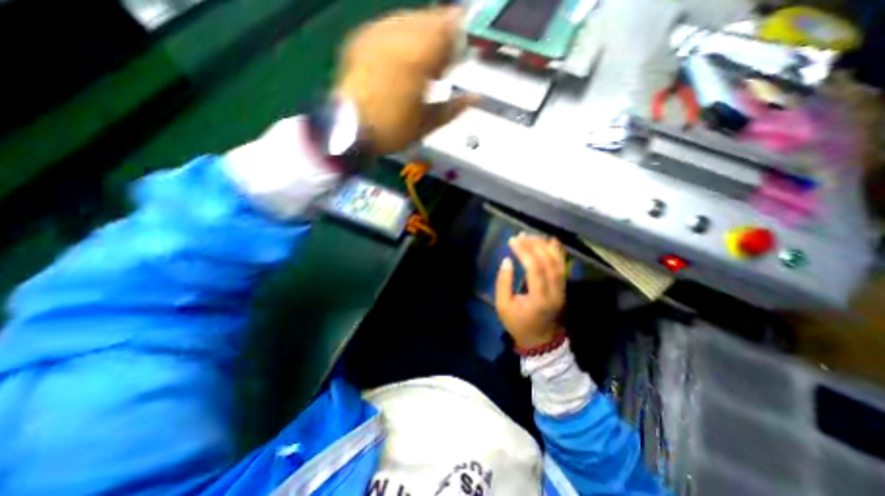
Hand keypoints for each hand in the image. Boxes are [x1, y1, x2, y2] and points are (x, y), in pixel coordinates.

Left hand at [334, 6, 476, 153]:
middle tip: (444, 60)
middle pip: (428, 19)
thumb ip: (453, 108)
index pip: (446, 29)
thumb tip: (476, 98)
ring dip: (422, 33)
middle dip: (441, 34)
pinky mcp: (360, 38)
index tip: (466, 43)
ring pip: (408, 18)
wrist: (349, 130)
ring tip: (424, 61)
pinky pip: (388, 25)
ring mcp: (375, 34)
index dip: (460, 32)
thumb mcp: (426, 124)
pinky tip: (404, 56)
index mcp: (416, 60)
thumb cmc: (391, 131)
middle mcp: (396, 37)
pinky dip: (402, 35)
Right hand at [497, 235, 567, 347]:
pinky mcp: (563, 287)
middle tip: (521, 236)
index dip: (524, 251)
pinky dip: (557, 251)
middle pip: (548, 261)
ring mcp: (562, 289)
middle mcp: (555, 291)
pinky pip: (562, 265)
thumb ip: (503, 282)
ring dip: (545, 246)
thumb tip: (507, 260)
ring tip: (531, 236)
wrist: (541, 340)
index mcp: (539, 298)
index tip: (513, 240)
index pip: (534, 268)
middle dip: (534, 245)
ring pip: (558, 261)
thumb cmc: (518, 324)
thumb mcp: (503, 306)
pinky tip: (549, 241)